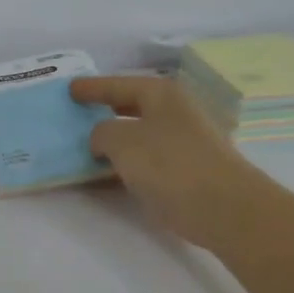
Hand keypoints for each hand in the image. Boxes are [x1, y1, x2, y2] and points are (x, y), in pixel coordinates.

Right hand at [71, 73, 270, 252]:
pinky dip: (125, 164)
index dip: (92, 87)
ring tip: (83, 147)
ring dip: (112, 142)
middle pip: (130, 107)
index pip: (118, 84)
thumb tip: (102, 138)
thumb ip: (102, 133)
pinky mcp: (185, 171)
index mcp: (161, 94)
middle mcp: (174, 112)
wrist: (224, 208)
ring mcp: (183, 142)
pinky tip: (106, 175)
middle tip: (76, 115)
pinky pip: (145, 160)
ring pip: (137, 135)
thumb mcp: (122, 141)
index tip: (69, 89)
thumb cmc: (171, 165)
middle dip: (103, 111)